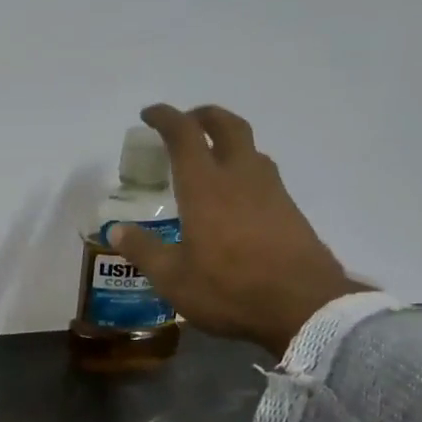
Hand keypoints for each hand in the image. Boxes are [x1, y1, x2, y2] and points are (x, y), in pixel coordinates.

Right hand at [109, 104, 363, 353]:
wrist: (304, 306)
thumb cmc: (229, 289)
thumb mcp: (173, 278)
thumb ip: (144, 250)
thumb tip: (117, 231)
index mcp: (205, 187)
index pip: (184, 135)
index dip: (165, 118)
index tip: (149, 115)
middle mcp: (240, 177)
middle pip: (227, 126)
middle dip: (204, 116)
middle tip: (186, 122)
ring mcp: (271, 191)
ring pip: (251, 148)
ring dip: (228, 141)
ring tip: (211, 157)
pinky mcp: (290, 210)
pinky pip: (263, 174)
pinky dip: (244, 169)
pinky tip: (236, 196)